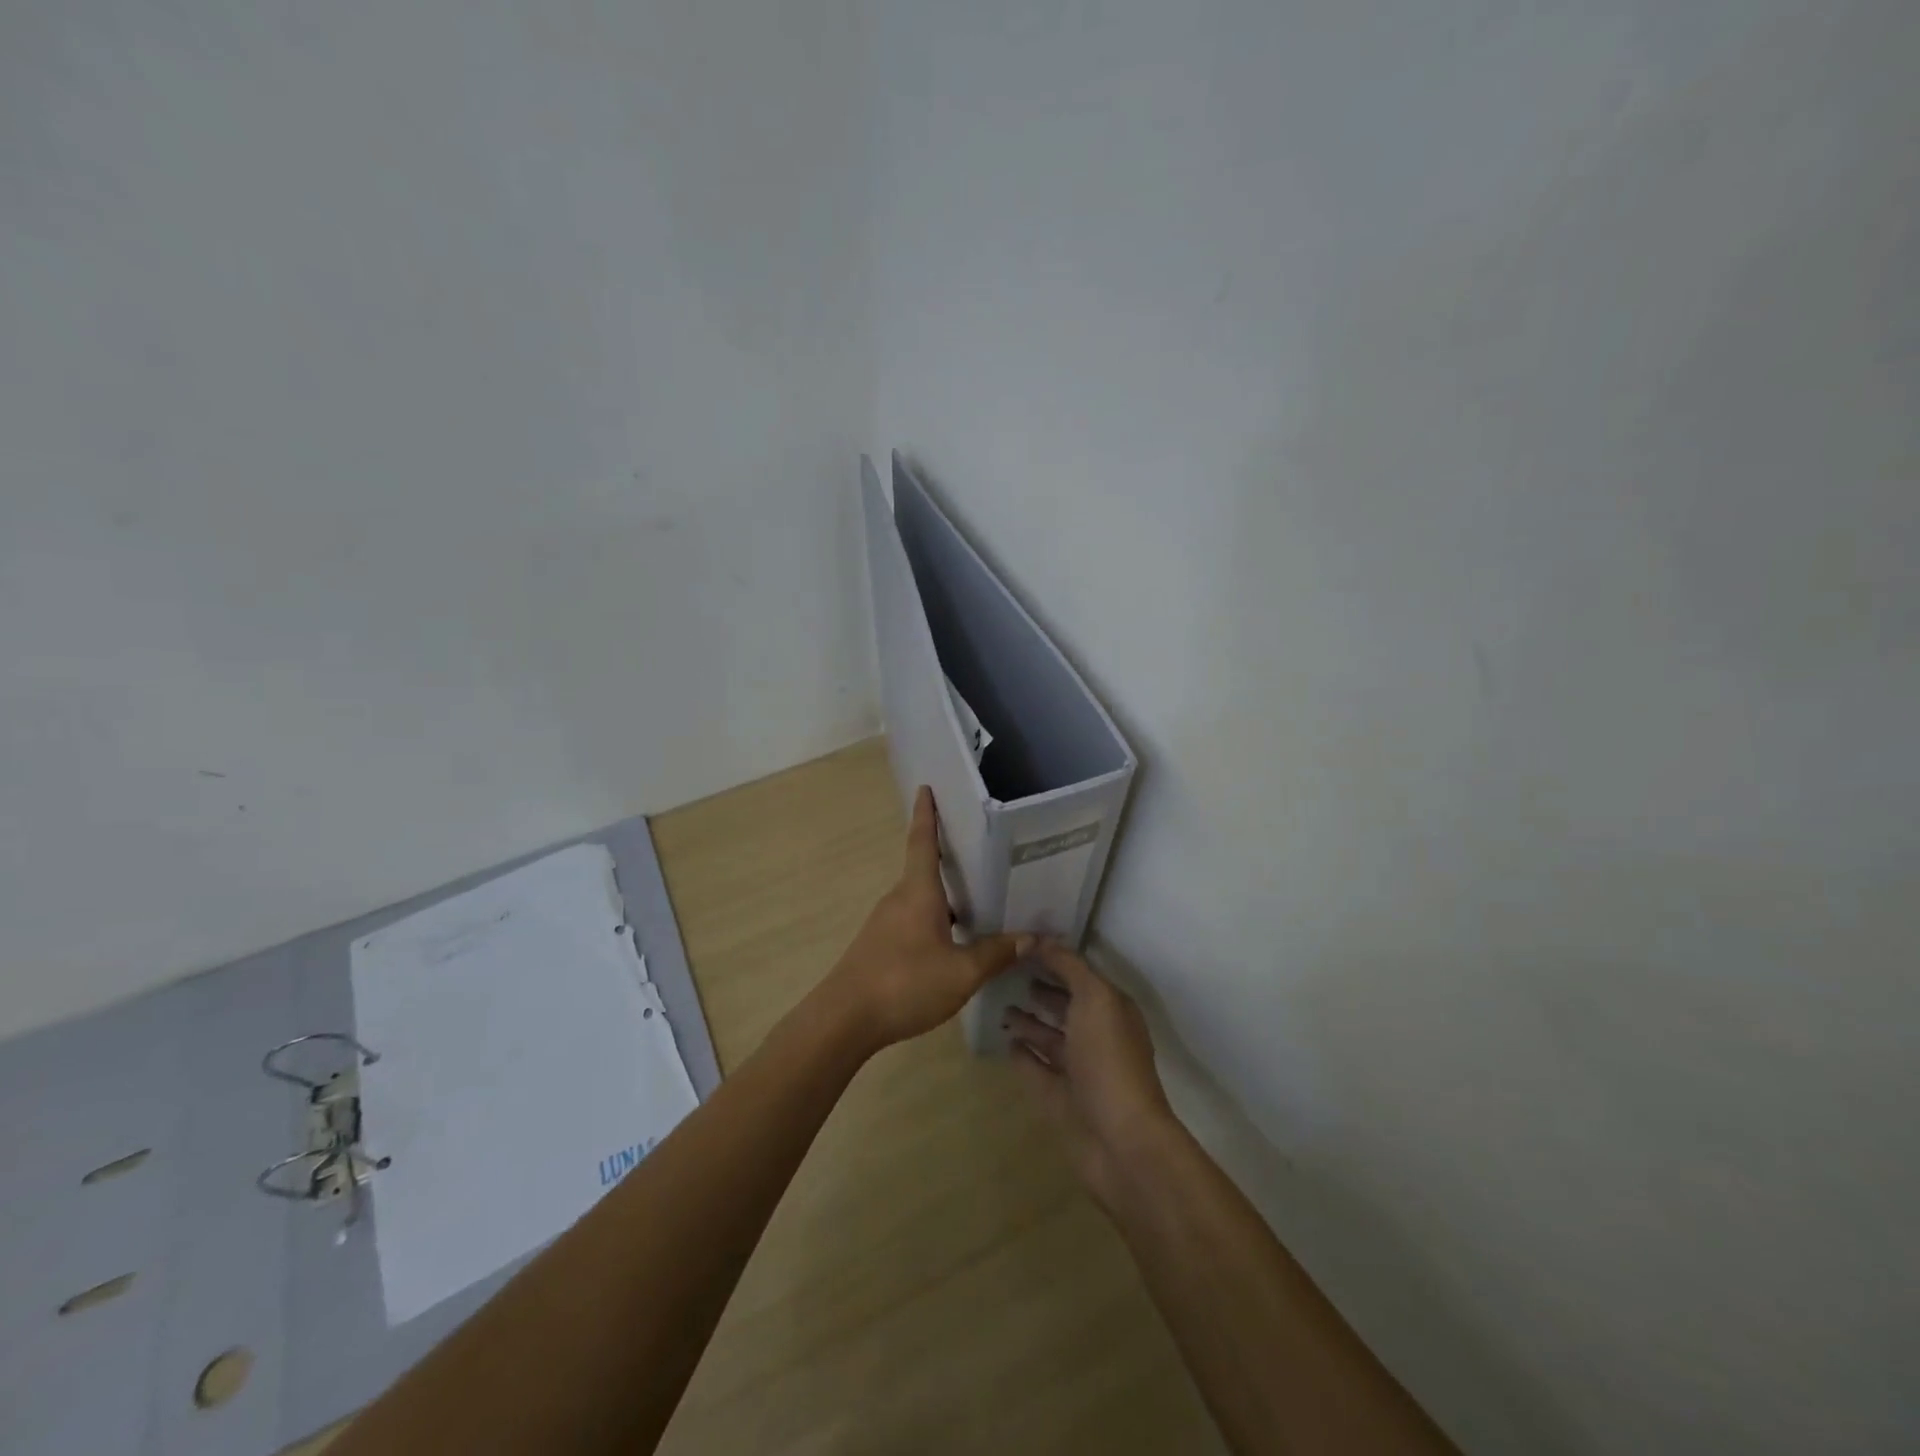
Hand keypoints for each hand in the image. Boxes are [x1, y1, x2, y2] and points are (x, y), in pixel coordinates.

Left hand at [822, 786, 1029, 1051]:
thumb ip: (995, 954)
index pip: (923, 842)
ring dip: (946, 896)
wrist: (844, 1019)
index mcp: (917, 893)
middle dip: (949, 859)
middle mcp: (899, 899)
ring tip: (979, 901)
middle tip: (982, 853)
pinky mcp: (879, 946)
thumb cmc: (904, 983)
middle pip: (925, 870)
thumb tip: (1032, 937)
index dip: (926, 814)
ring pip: (921, 899)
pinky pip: (913, 920)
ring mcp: (885, 923)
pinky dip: (936, 920)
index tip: (925, 788)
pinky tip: (954, 942)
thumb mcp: (960, 973)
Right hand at [1005, 941, 1176, 1205]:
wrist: (1120, 1140)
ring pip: (1050, 1038)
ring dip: (1028, 1022)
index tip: (1020, 943)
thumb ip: (1068, 966)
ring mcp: (1078, 1070)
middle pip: (1066, 1006)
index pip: (1080, 975)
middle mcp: (1097, 1036)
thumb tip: (1038, 938)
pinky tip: (1006, 1043)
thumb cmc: (1109, 1060)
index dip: (1054, 959)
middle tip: (1006, 973)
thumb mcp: (1093, 998)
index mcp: (1111, 1009)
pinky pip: (1037, 1069)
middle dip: (1041, 990)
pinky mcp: (1059, 1099)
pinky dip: (1023, 1055)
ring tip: (1001, 1007)